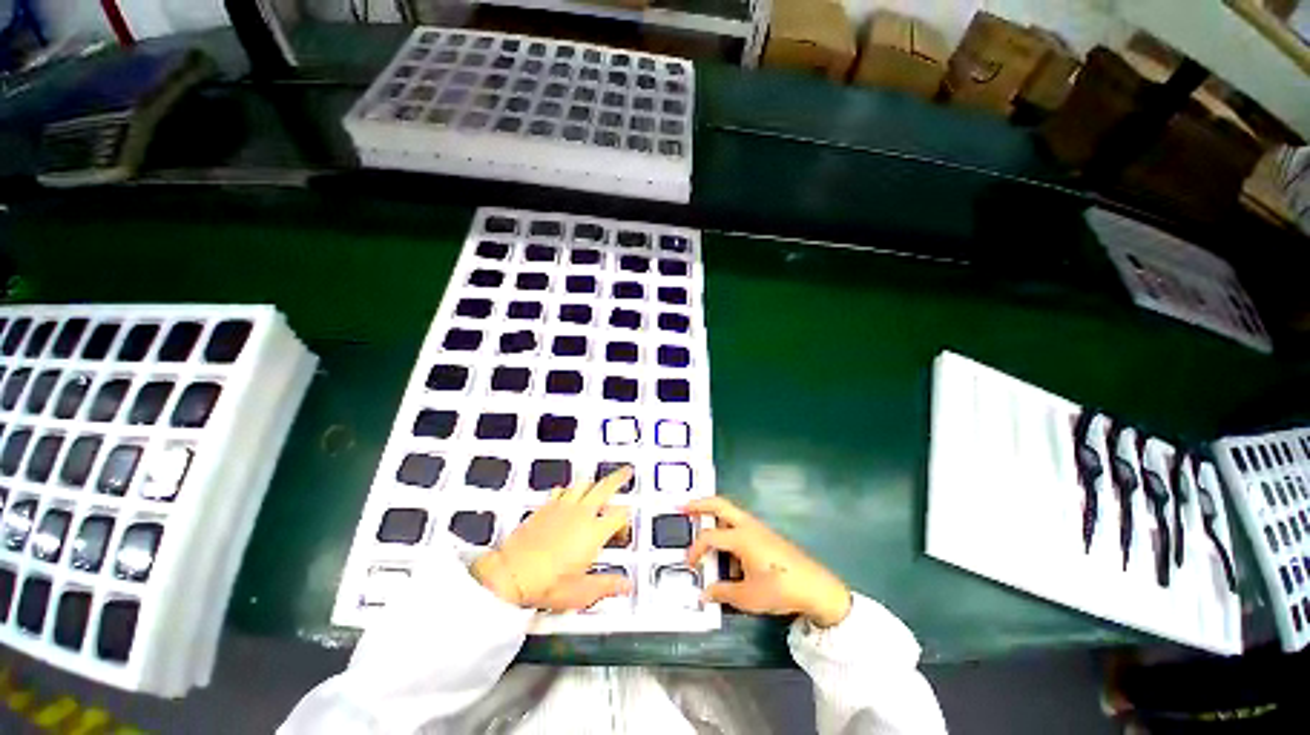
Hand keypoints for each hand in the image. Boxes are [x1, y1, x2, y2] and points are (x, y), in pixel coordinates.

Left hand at [471, 467, 632, 610]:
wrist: (511, 574)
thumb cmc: (545, 584)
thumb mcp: (582, 592)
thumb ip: (607, 585)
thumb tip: (624, 585)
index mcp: (594, 531)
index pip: (620, 515)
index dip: (626, 521)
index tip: (623, 532)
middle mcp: (581, 513)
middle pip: (606, 487)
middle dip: (619, 478)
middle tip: (626, 472)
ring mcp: (563, 506)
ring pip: (584, 484)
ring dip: (594, 484)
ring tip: (599, 485)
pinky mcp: (545, 506)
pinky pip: (562, 489)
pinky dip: (570, 490)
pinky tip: (568, 495)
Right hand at [684, 497, 851, 627]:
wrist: (816, 587)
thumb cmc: (780, 589)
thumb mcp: (748, 597)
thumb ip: (722, 593)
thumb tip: (703, 594)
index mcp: (741, 537)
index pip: (709, 537)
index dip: (695, 550)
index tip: (690, 565)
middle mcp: (748, 526)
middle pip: (719, 504)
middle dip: (699, 503)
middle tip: (682, 506)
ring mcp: (758, 527)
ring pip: (730, 511)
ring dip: (713, 512)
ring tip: (699, 521)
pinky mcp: (765, 533)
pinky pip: (740, 522)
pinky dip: (726, 525)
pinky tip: (725, 544)